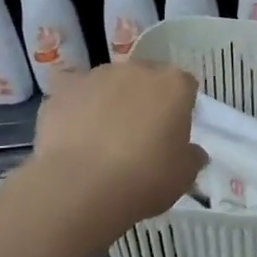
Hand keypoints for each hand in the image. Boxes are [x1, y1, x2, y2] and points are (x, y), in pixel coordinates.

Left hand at [30, 62, 205, 239]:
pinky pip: (74, 94)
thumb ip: (192, 157)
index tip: (173, 133)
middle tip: (139, 137)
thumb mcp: (183, 176)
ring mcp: (97, 76)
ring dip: (110, 102)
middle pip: (146, 79)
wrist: (80, 186)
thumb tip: (193, 151)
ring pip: (109, 84)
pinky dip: (75, 109)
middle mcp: (137, 70)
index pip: (185, 86)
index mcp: (174, 85)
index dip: (180, 109)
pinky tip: (72, 135)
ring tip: (100, 140)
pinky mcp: (63, 89)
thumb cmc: (144, 179)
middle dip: (144, 100)